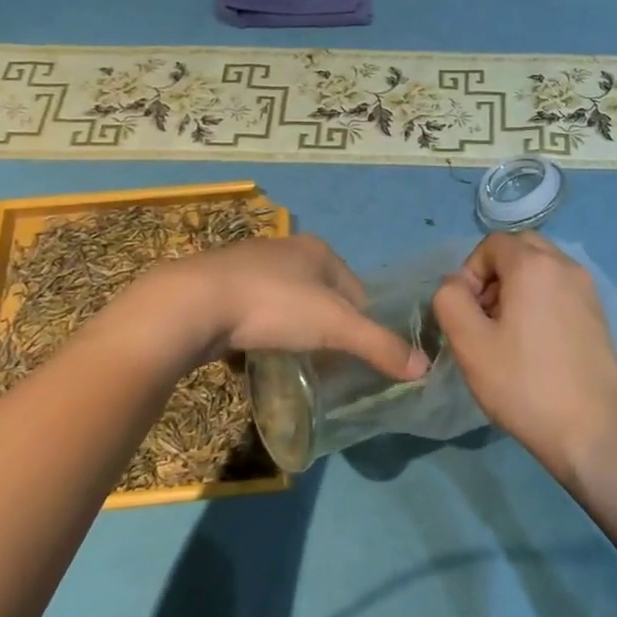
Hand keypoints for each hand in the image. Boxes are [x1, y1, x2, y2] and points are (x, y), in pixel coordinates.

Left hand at [97, 235, 429, 380]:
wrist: (192, 305)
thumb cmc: (274, 306)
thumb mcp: (335, 327)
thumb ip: (379, 345)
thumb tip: (423, 367)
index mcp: (319, 250)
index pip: (357, 290)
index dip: (362, 325)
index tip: (356, 359)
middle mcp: (286, 249)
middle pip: (322, 296)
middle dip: (326, 329)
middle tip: (326, 367)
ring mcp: (249, 264)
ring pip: (287, 303)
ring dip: (293, 331)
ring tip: (291, 363)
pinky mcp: (218, 285)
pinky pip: (254, 312)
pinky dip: (260, 332)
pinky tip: (255, 353)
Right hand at [432, 233, 616, 478]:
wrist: (592, 430)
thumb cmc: (525, 384)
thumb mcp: (470, 344)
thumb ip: (450, 300)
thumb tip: (456, 284)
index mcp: (534, 265)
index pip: (492, 243)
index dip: (471, 272)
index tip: (468, 313)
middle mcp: (565, 265)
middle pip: (520, 248)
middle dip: (495, 274)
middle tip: (486, 317)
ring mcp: (587, 288)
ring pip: (542, 267)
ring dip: (518, 286)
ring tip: (509, 333)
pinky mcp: (598, 312)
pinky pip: (560, 288)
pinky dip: (542, 299)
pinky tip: (536, 343)